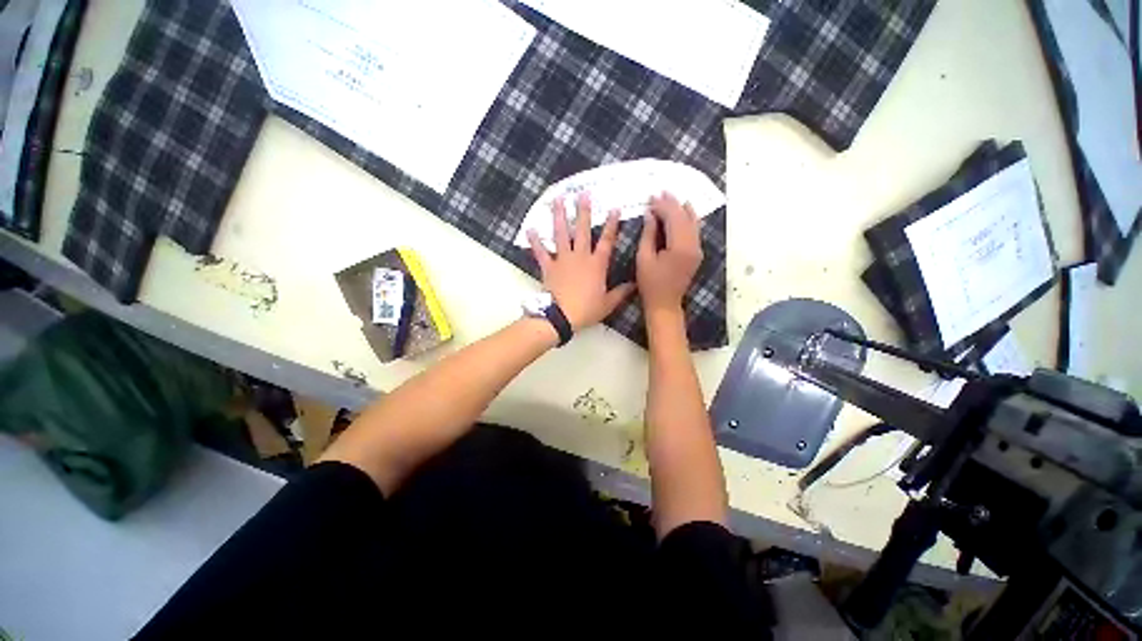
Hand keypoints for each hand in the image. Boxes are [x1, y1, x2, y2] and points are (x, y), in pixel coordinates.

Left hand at [527, 193, 635, 330]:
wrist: (561, 316)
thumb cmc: (586, 309)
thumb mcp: (608, 303)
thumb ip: (621, 292)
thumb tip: (634, 284)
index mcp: (597, 264)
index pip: (607, 241)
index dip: (612, 225)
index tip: (615, 208)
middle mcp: (580, 257)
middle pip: (583, 231)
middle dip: (584, 212)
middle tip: (583, 194)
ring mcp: (563, 260)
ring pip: (561, 234)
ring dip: (559, 216)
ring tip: (557, 200)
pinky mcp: (548, 267)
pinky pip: (541, 252)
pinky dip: (535, 241)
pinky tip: (530, 229)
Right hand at [636, 192, 702, 317]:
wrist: (665, 304)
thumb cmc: (650, 284)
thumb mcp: (644, 258)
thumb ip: (648, 234)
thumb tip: (650, 214)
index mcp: (680, 247)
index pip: (673, 218)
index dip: (662, 206)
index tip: (651, 197)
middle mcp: (693, 245)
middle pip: (684, 217)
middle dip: (672, 204)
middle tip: (660, 193)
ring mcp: (697, 249)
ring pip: (693, 222)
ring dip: (681, 209)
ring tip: (670, 198)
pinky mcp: (697, 253)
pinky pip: (695, 230)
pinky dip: (688, 219)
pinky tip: (684, 211)